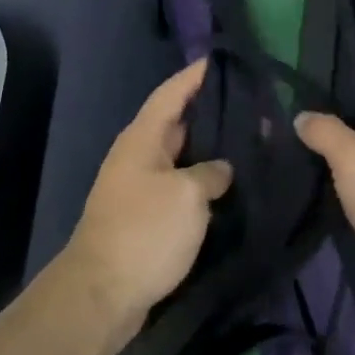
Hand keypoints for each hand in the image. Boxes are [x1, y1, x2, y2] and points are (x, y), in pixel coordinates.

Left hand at [63, 60, 232, 349]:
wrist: (101, 295)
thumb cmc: (144, 232)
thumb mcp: (186, 196)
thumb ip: (211, 173)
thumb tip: (221, 169)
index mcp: (143, 138)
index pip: (171, 93)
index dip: (195, 76)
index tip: (222, 59)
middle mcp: (139, 155)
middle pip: (178, 123)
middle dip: (211, 112)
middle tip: (253, 105)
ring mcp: (140, 187)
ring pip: (181, 156)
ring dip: (211, 150)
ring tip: (250, 143)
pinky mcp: (146, 217)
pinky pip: (179, 186)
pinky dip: (203, 181)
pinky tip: (230, 187)